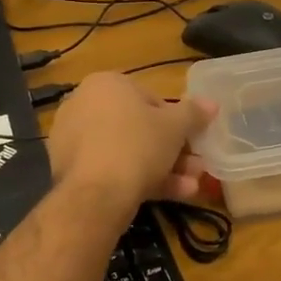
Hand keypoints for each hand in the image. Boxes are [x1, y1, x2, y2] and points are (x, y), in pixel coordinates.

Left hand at [48, 72, 216, 209]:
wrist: (96, 193)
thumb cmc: (138, 145)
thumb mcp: (175, 126)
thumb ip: (194, 113)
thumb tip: (212, 103)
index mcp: (106, 83)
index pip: (150, 98)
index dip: (176, 121)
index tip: (191, 140)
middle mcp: (84, 104)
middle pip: (138, 128)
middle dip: (171, 150)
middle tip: (196, 167)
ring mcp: (73, 138)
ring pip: (126, 151)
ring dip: (162, 168)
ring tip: (190, 187)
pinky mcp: (69, 169)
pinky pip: (110, 169)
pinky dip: (137, 180)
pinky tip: (167, 196)